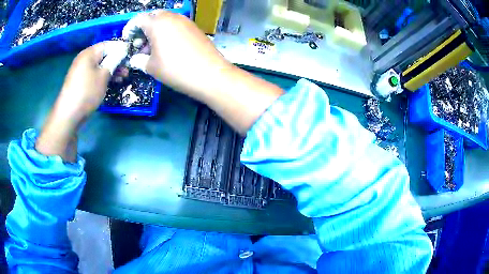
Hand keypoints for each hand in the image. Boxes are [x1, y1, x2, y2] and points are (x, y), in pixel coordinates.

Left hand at [36, 41, 127, 161]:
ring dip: (111, 70)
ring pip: (99, 66)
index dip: (120, 49)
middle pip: (103, 55)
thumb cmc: (87, 92)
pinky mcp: (79, 81)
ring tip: (121, 78)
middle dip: (116, 61)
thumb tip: (122, 50)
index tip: (130, 57)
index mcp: (89, 53)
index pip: (108, 45)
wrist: (69, 115)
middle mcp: (84, 59)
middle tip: (127, 71)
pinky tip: (110, 83)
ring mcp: (80, 70)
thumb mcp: (103, 75)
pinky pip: (93, 74)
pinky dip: (102, 77)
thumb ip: (114, 61)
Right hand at [124, 11, 282, 133]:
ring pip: (166, 20)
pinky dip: (168, 31)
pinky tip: (168, 46)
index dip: (130, 28)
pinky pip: (176, 24)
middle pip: (153, 17)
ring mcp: (185, 21)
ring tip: (153, 47)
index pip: (138, 19)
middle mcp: (172, 17)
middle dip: (143, 28)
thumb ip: (139, 60)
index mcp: (157, 23)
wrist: (210, 74)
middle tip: (140, 43)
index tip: (126, 39)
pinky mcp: (194, 27)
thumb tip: (135, 58)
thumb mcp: (152, 67)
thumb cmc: (176, 70)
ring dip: (156, 29)